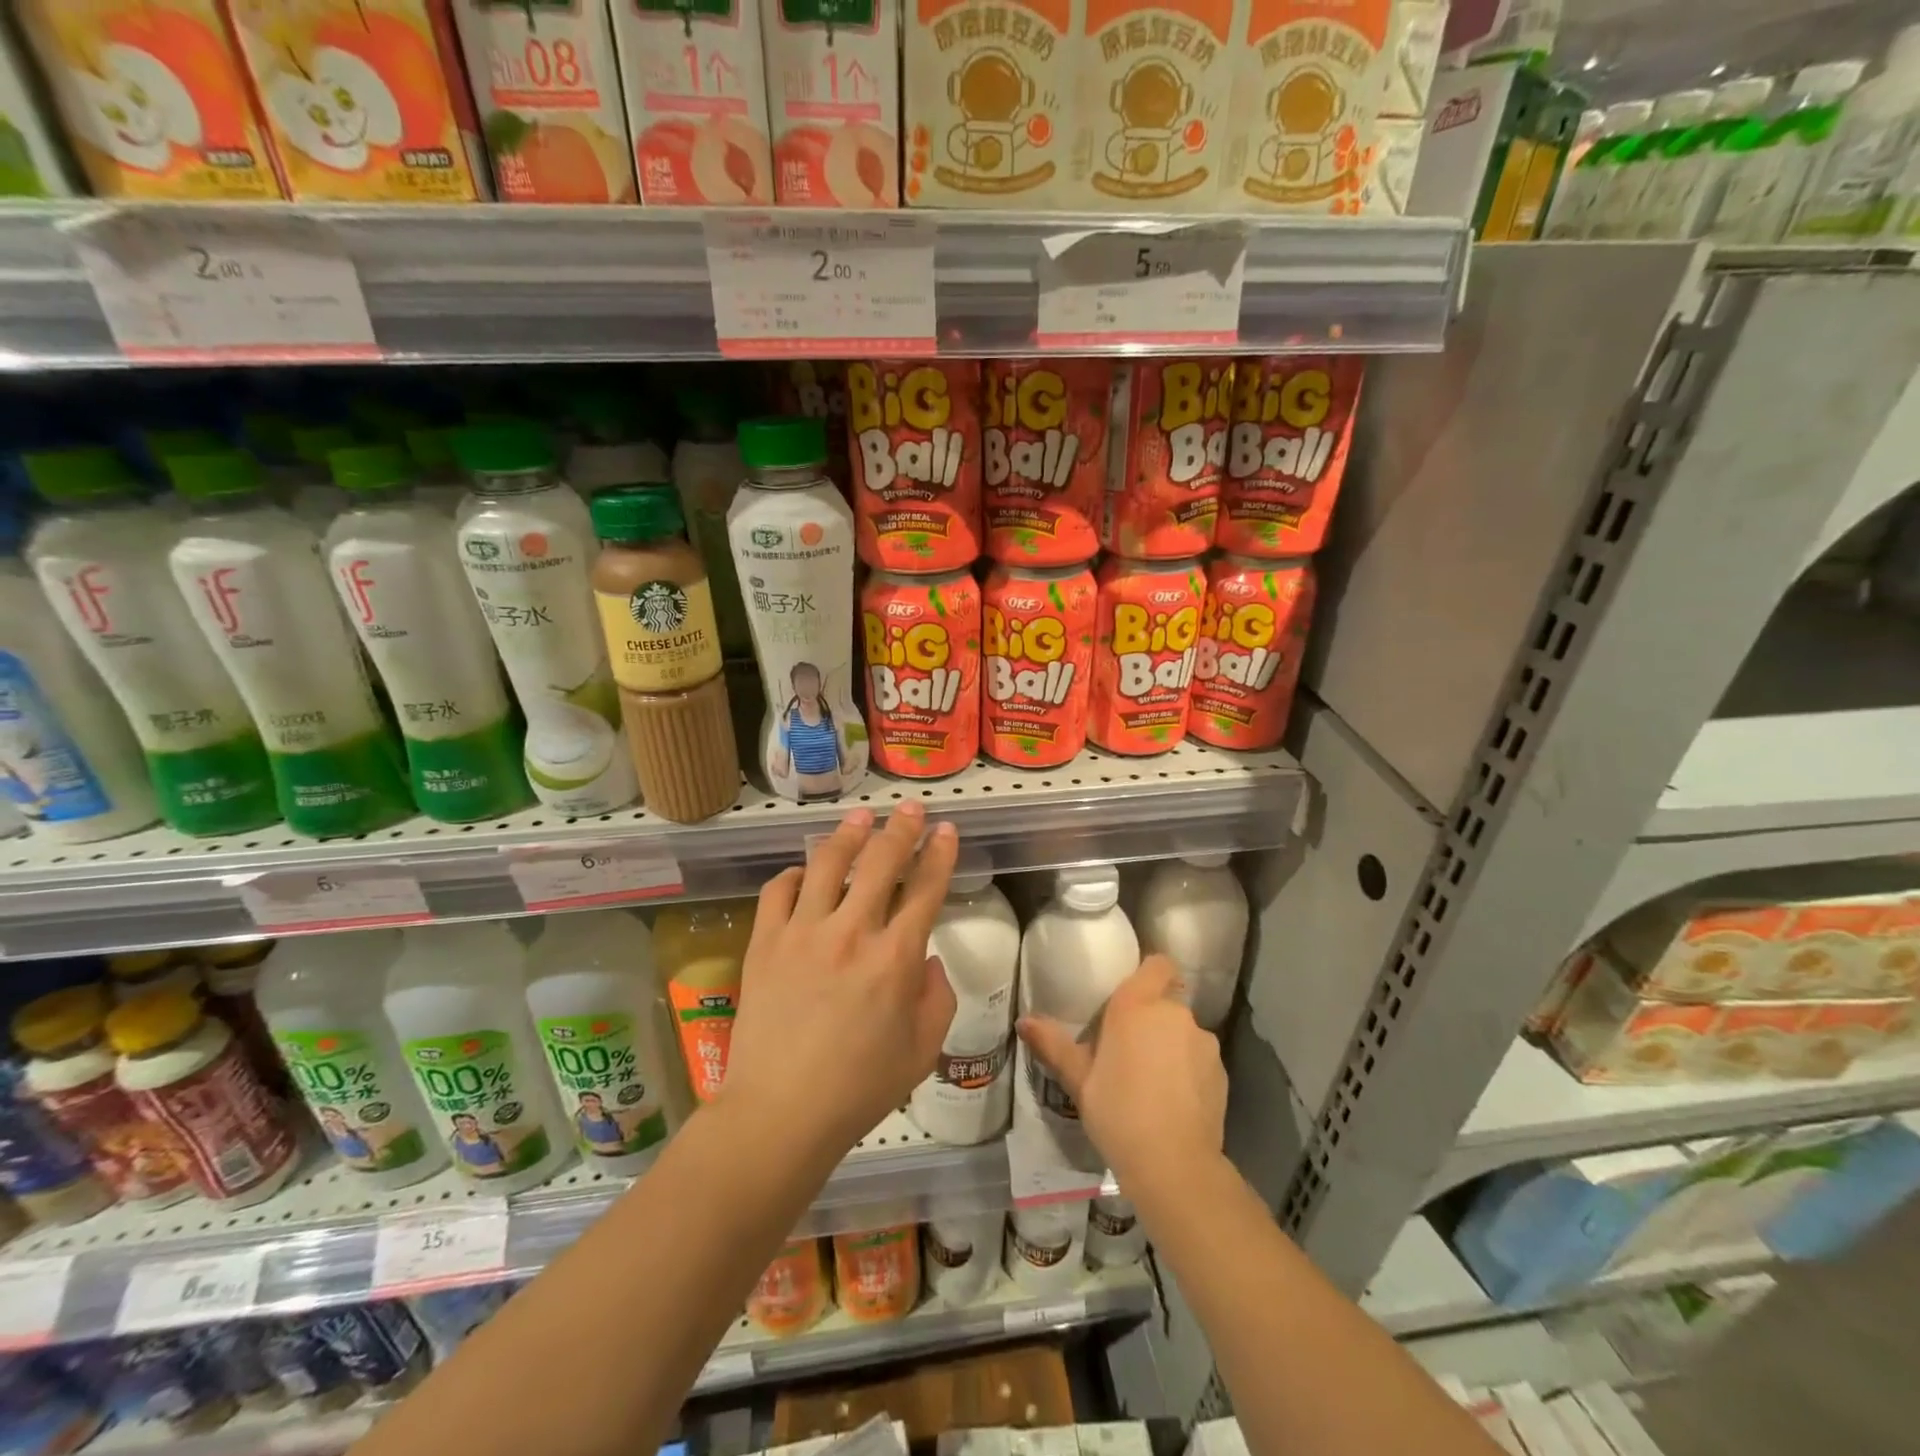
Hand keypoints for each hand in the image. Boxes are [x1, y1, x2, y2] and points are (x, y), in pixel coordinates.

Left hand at [722, 802, 958, 1154]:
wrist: (780, 1112)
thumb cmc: (860, 1088)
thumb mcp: (922, 1050)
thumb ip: (937, 997)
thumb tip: (926, 959)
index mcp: (896, 958)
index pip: (925, 888)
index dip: (939, 854)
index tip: (946, 830)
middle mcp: (852, 932)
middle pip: (881, 861)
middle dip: (901, 828)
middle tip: (911, 809)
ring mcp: (803, 933)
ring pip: (827, 863)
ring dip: (849, 835)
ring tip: (860, 818)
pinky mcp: (765, 943)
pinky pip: (778, 890)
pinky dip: (794, 874)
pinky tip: (804, 872)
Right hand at [1017, 955, 1226, 1189]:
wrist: (1174, 1165)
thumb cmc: (1117, 1112)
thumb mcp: (1078, 1080)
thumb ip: (1053, 1045)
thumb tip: (1023, 1021)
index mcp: (1137, 1005)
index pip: (1157, 964)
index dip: (1148, 974)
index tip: (1130, 995)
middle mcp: (1173, 1013)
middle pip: (1166, 1000)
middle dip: (1151, 1018)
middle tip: (1128, 1048)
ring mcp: (1202, 1041)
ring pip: (1183, 1031)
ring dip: (1170, 1044)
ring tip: (1152, 1079)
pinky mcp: (1220, 1070)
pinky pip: (1199, 1057)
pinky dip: (1188, 1069)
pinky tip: (1173, 1100)